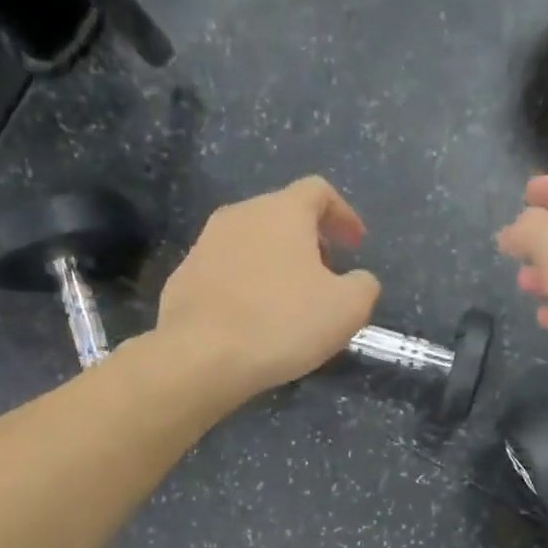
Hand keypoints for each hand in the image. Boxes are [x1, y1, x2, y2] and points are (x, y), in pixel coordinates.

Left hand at [157, 177, 381, 397]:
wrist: (200, 356)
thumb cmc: (282, 323)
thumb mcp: (347, 309)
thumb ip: (363, 286)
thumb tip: (358, 280)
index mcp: (282, 211)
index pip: (318, 192)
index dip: (343, 215)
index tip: (356, 244)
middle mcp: (240, 215)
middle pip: (282, 216)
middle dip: (309, 242)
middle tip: (325, 278)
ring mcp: (205, 245)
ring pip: (252, 245)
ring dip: (276, 266)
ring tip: (289, 304)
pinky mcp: (183, 278)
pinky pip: (226, 273)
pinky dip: (247, 287)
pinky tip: (253, 322)